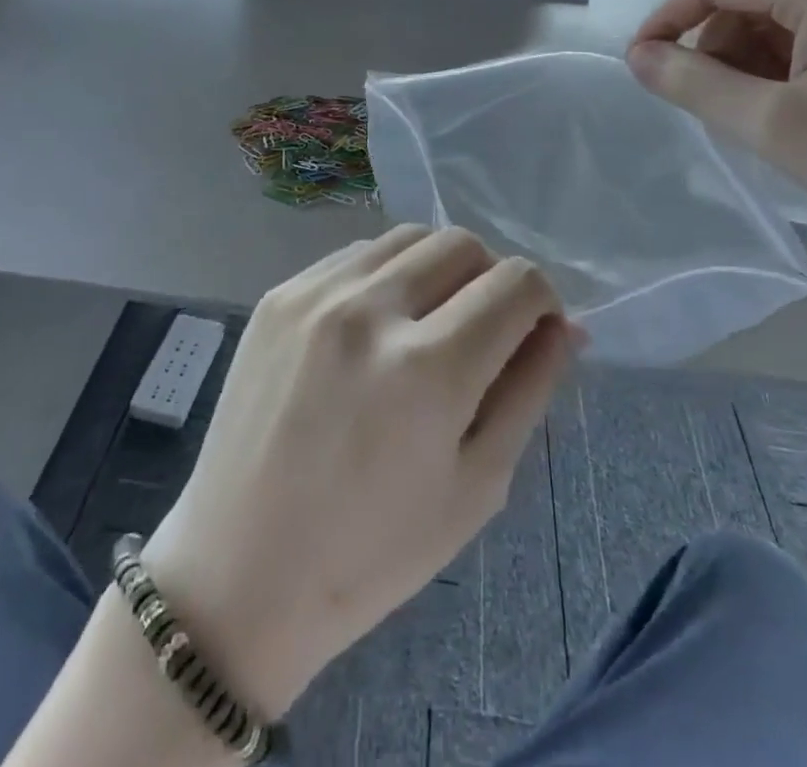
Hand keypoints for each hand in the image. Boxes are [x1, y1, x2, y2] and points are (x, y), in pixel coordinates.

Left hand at [139, 227, 571, 717]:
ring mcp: (316, 294)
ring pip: (409, 238)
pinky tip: (374, 326)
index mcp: (429, 369)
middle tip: (481, 332)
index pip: (516, 283)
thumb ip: (528, 391)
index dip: (541, 303)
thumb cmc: (373, 552)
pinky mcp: (279, 294)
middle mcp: (371, 310)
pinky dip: (385, 275)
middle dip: (490, 280)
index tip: (533, 333)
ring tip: (427, 324)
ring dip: (437, 270)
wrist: (241, 569)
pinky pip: (356, 254)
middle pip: (462, 244)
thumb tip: (565, 326)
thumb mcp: (477, 487)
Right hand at [626, 0, 806, 260]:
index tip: (641, 66)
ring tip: (762, 117)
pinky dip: (797, 61)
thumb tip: (637, 56)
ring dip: (756, 59)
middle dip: (718, 48)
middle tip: (713, 108)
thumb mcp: (773, 125)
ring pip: (790, 14)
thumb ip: (692, 83)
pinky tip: (804, 108)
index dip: (666, 19)